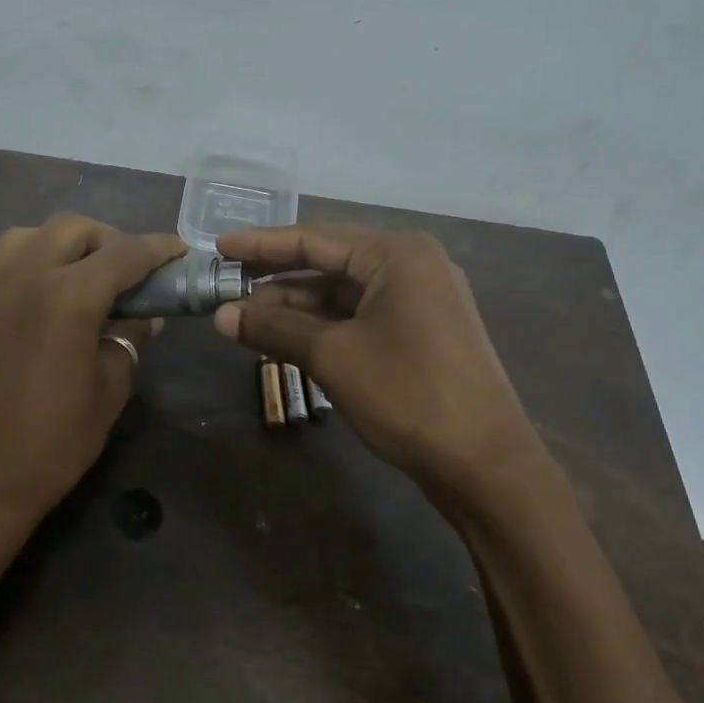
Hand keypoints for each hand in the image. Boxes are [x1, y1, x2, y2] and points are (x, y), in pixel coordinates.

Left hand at [0, 214, 186, 555]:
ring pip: (19, 240)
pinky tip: (25, 325)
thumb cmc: (50, 448)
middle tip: (123, 270)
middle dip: (105, 239)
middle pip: (68, 229)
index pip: (123, 254)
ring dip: (55, 247)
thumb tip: (139, 315)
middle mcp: (17, 280)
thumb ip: (126, 340)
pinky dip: (18, 286)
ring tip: (72, 279)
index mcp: (65, 297)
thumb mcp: (108, 393)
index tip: (176, 249)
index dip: (157, 248)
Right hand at [212, 224, 538, 489]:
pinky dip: (322, 327)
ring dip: (295, 308)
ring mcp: (420, 301)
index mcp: (396, 255)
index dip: (261, 245)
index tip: (218, 247)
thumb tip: (220, 316)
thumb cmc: (407, 395)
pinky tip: (285, 338)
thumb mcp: (332, 356)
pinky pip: (360, 318)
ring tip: (243, 319)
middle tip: (226, 287)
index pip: (314, 239)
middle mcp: (411, 266)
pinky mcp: (420, 334)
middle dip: (275, 280)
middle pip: (328, 264)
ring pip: (343, 295)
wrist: (484, 463)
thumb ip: (274, 328)